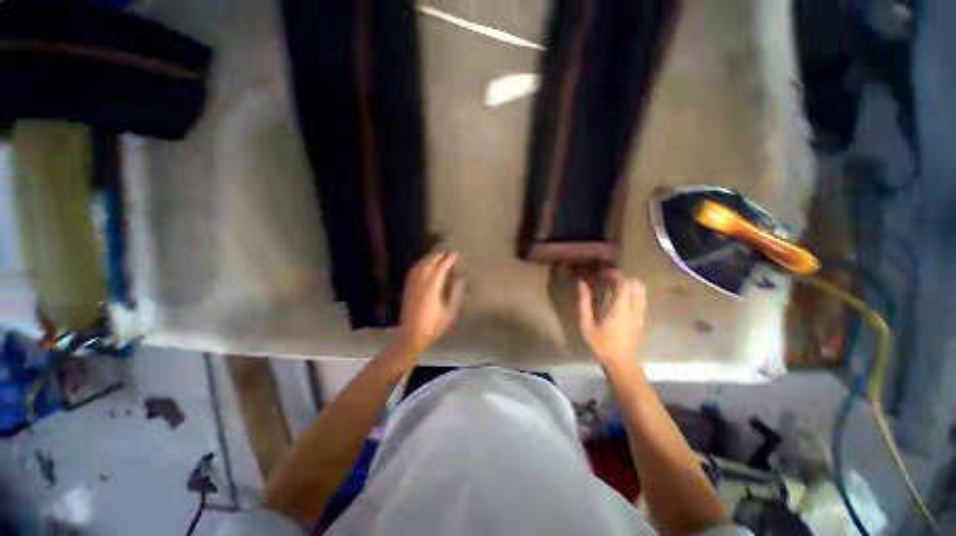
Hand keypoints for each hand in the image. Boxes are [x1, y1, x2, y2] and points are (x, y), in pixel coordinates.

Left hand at [397, 251, 464, 352]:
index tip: (456, 254)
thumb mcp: (450, 310)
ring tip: (439, 256)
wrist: (412, 335)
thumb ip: (456, 291)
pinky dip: (421, 263)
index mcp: (432, 286)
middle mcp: (421, 281)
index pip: (441, 266)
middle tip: (449, 254)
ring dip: (430, 257)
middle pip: (430, 262)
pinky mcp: (407, 287)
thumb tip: (461, 276)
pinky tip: (425, 264)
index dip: (449, 259)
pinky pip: (414, 269)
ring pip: (421, 264)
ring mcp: (412, 283)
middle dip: (439, 255)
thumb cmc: (435, 325)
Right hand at [577, 270, 645, 368]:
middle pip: (636, 284)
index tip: (602, 273)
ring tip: (614, 287)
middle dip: (623, 277)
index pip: (624, 282)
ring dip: (629, 285)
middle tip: (608, 279)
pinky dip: (633, 293)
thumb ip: (584, 302)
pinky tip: (621, 300)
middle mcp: (634, 308)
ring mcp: (641, 314)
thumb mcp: (586, 324)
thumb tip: (581, 283)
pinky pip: (641, 299)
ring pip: (642, 291)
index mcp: (620, 308)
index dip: (614, 274)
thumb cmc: (601, 345)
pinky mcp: (642, 320)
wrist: (621, 364)